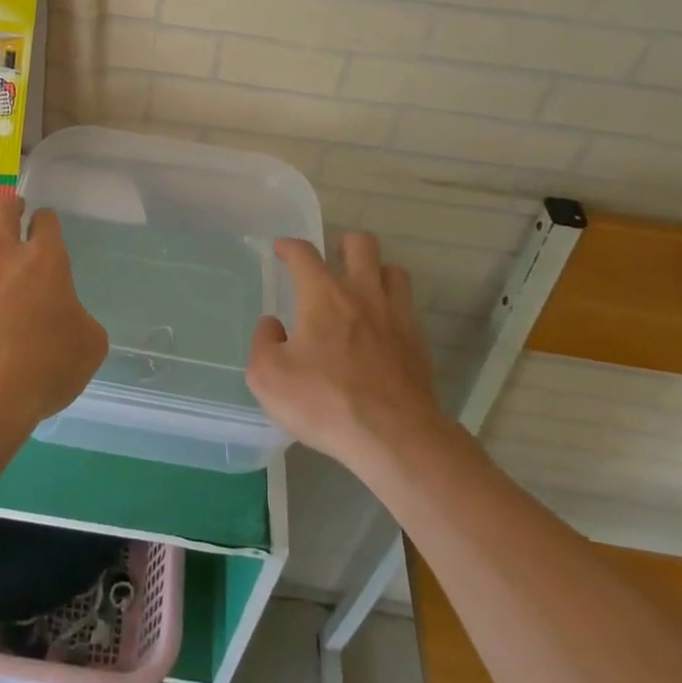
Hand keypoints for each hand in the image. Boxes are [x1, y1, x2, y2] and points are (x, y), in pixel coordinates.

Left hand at [0, 198, 108, 431]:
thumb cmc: (46, 367)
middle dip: (11, 208)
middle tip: (16, 217)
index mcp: (45, 259)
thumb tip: (70, 317)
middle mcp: (4, 253)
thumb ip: (82, 319)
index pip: (46, 220)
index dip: (47, 221)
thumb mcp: (90, 345)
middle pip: (2, 209)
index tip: (46, 227)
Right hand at [246, 232, 441, 472]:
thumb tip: (273, 326)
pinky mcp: (418, 343)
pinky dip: (393, 308)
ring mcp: (396, 316)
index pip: (304, 254)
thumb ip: (263, 343)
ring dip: (376, 272)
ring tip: (363, 289)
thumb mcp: (268, 378)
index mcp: (323, 295)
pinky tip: (382, 329)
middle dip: (345, 244)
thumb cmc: (326, 402)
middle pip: (362, 244)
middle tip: (334, 260)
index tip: (282, 249)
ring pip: (393, 271)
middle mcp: (362, 294)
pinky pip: (407, 308)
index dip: (289, 247)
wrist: (395, 438)